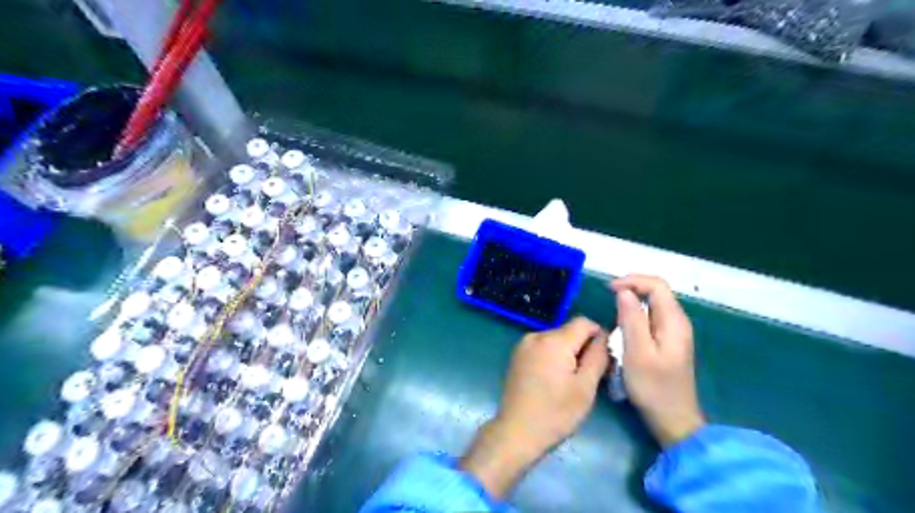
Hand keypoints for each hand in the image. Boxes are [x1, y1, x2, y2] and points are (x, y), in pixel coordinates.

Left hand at [462, 316, 609, 496]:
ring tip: (570, 381)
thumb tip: (604, 337)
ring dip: (568, 353)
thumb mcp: (585, 387)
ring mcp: (523, 345)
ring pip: (556, 339)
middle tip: (588, 376)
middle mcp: (536, 335)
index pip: (584, 322)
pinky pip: (543, 347)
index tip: (603, 360)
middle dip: (582, 347)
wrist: (516, 432)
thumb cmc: (555, 413)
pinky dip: (553, 357)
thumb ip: (598, 356)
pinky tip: (553, 380)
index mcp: (553, 340)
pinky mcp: (517, 356)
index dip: (599, 337)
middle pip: (569, 331)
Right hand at [614, 275, 706, 446]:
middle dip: (631, 288)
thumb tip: (624, 292)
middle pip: (656, 291)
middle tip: (608, 297)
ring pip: (653, 304)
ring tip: (612, 310)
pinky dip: (636, 314)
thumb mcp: (637, 353)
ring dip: (632, 301)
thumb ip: (632, 320)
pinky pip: (651, 317)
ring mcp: (674, 332)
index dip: (633, 280)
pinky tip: (623, 326)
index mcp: (674, 321)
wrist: (673, 419)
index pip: (657, 285)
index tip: (609, 289)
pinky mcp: (668, 341)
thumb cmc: (653, 387)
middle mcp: (678, 322)